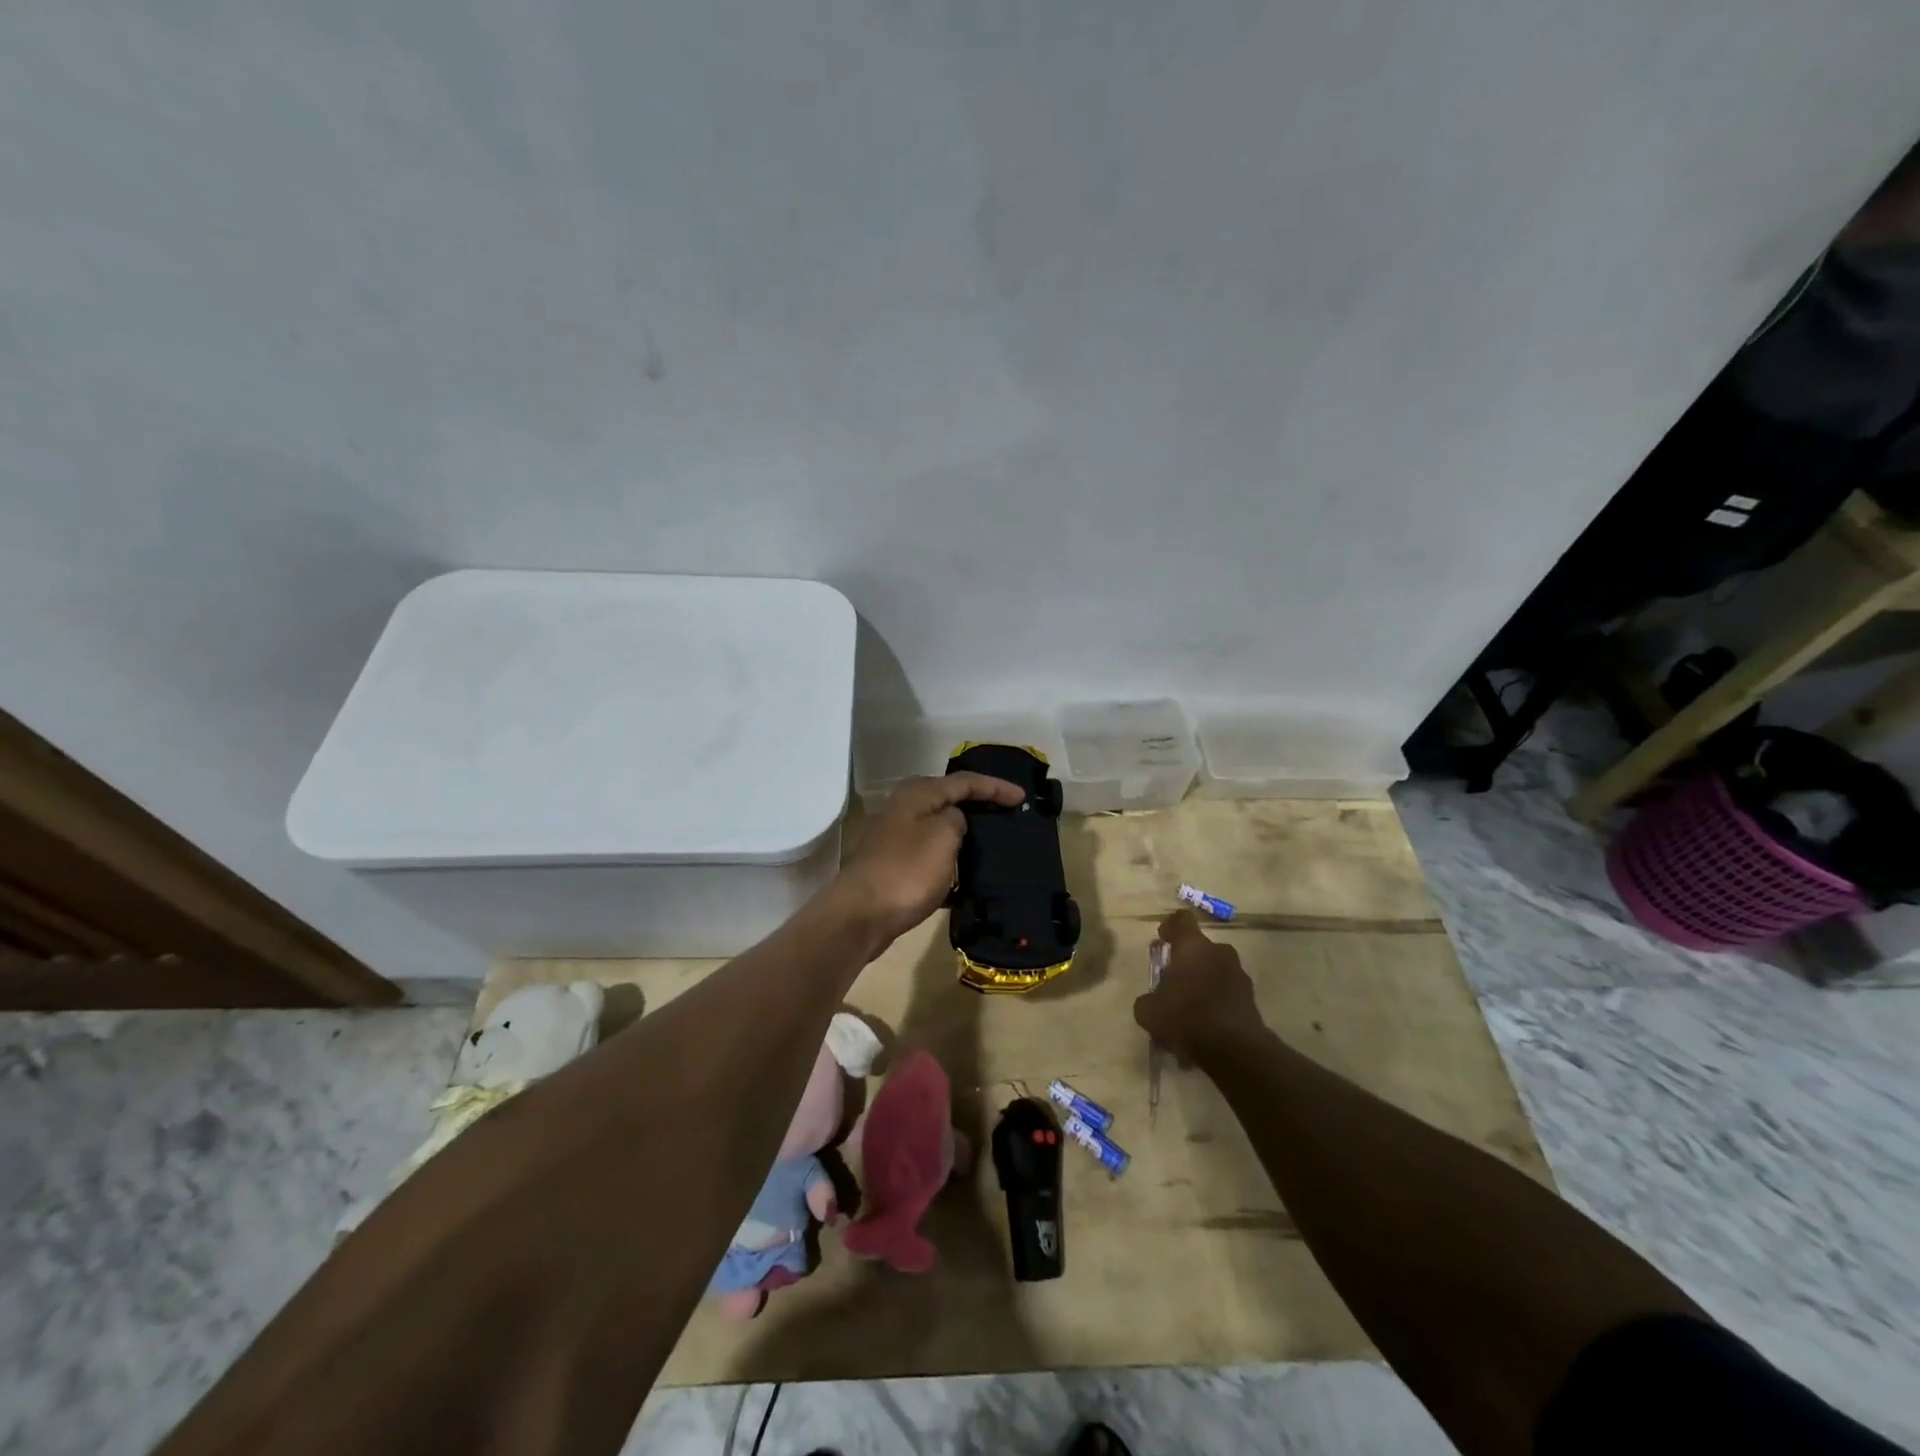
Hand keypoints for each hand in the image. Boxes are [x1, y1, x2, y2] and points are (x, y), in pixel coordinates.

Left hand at [831, 772, 1025, 950]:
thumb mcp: (943, 835)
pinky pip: (932, 859)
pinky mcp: (895, 868)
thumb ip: (957, 819)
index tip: (1022, 798)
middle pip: (950, 801)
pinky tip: (968, 881)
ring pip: (940, 831)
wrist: (861, 915)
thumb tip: (953, 821)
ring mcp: (897, 839)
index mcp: (918, 794)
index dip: (995, 787)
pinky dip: (951, 865)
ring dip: (966, 837)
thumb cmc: (907, 870)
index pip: (965, 781)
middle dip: (979, 807)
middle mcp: (904, 809)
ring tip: (995, 847)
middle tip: (1008, 816)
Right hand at [1134, 910, 1264, 1061]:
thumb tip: (1150, 1001)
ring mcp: (1239, 975)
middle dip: (1186, 962)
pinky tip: (1203, 1028)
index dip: (1170, 926)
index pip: (1182, 920)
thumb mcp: (1149, 1011)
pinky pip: (1227, 994)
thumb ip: (1147, 1000)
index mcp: (1193, 946)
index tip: (1162, 938)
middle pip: (1200, 949)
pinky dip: (1215, 1004)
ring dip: (1202, 984)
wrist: (1235, 1049)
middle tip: (1172, 982)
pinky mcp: (1251, 999)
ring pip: (1215, 972)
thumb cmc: (1186, 1017)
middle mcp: (1219, 953)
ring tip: (1188, 1011)